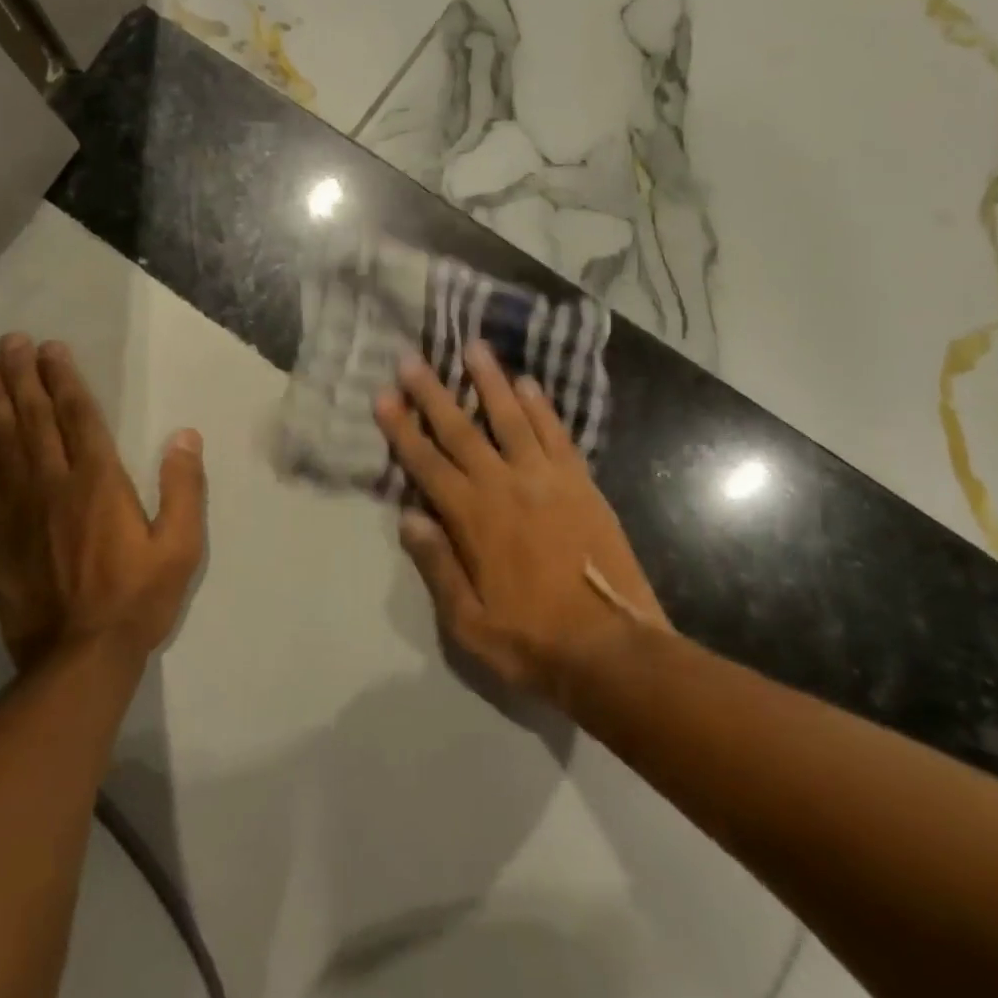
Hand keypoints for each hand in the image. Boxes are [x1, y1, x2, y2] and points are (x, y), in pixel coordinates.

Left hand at [0, 334, 205, 672]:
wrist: (78, 659)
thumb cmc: (137, 598)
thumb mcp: (181, 546)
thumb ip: (184, 488)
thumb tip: (185, 435)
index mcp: (100, 482)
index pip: (78, 417)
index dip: (63, 379)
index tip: (50, 348)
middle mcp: (54, 484)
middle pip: (34, 418)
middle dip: (23, 375)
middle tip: (9, 340)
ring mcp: (20, 508)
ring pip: (4, 441)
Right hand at [374, 341, 669, 706]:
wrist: (613, 650)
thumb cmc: (532, 641)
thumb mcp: (469, 623)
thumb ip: (437, 566)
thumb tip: (409, 517)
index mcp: (473, 519)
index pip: (427, 464)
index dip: (402, 429)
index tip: (384, 396)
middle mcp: (505, 487)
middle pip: (461, 430)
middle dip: (433, 393)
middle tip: (412, 358)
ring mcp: (547, 480)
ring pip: (511, 418)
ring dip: (490, 381)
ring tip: (474, 347)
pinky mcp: (581, 483)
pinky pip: (556, 434)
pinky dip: (541, 406)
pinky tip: (528, 383)